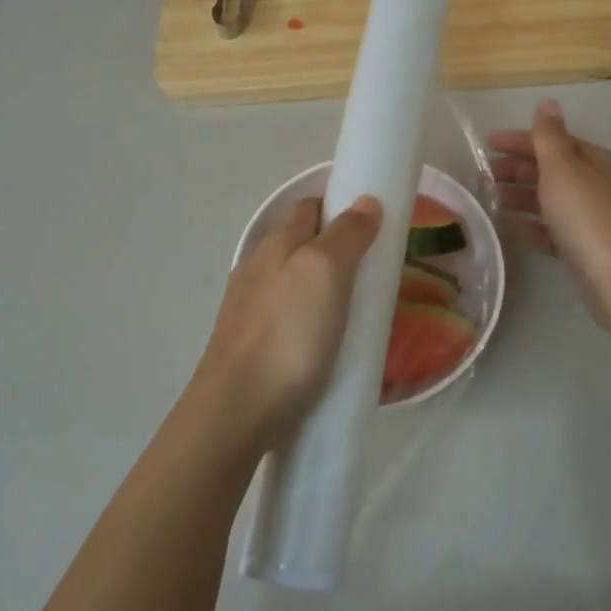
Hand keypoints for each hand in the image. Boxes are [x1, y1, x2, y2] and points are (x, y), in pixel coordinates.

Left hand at [187, 195, 382, 460]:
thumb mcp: (326, 272)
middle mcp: (257, 268)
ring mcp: (249, 308)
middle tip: (373, 270)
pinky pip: (286, 317)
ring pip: (292, 283)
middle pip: (300, 245)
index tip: (373, 226)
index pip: (309, 208)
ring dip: (321, 286)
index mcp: (277, 244)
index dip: (339, 208)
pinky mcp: (250, 344)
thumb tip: (365, 201)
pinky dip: (308, 318)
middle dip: (334, 248)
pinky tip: (324, 341)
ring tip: (355, 308)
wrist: (237, 410)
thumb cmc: (289, 334)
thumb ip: (346, 234)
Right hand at [488, 100, 610, 326]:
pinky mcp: (580, 246)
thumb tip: (548, 103)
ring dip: (517, 196)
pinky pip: (548, 229)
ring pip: (546, 199)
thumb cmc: (585, 216)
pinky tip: (505, 228)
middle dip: (515, 169)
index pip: (551, 141)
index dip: (519, 140)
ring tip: (487, 200)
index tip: (486, 144)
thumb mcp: (563, 168)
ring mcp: (587, 217)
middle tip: (481, 175)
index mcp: (590, 160)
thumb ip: (549, 137)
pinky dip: (527, 225)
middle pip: (548, 169)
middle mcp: (592, 184)